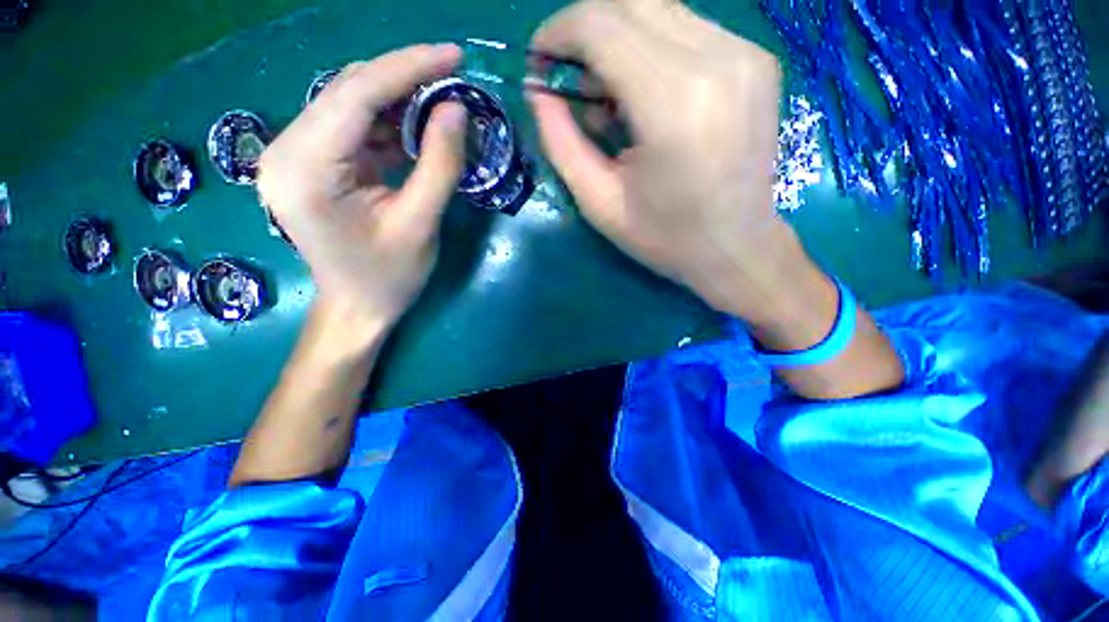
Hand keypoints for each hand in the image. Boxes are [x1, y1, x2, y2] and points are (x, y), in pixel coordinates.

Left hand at [258, 44, 467, 329]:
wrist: (357, 307)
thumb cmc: (388, 278)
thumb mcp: (420, 225)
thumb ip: (439, 166)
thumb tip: (456, 109)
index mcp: (304, 170)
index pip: (354, 95)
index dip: (407, 67)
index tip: (453, 55)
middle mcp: (286, 152)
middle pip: (347, 92)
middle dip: (404, 79)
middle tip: (453, 78)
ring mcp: (294, 156)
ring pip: (349, 105)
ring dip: (398, 100)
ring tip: (442, 104)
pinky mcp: (311, 164)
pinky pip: (352, 127)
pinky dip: (389, 123)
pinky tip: (418, 129)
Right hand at [528, 0, 804, 324]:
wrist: (738, 249)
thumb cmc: (666, 238)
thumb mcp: (600, 204)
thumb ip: (562, 144)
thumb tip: (538, 93)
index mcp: (673, 103)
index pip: (601, 24)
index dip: (558, 33)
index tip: (540, 62)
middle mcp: (716, 59)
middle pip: (631, 2)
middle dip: (586, 31)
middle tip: (571, 81)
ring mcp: (744, 53)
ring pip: (660, 9)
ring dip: (619, 40)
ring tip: (609, 98)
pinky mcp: (756, 60)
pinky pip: (688, 28)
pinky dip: (652, 49)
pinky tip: (647, 96)